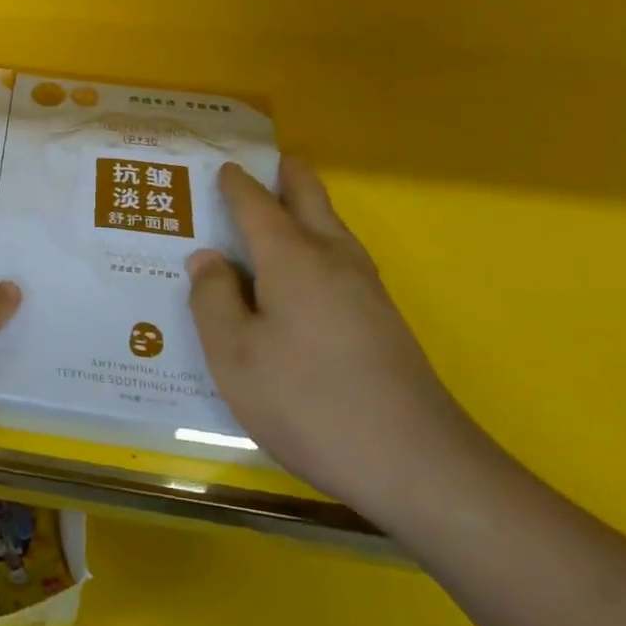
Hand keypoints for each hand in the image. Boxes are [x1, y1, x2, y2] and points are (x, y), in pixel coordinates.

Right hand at [188, 160, 483, 523]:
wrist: (419, 465)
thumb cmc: (309, 402)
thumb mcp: (234, 355)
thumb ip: (212, 299)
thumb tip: (207, 258)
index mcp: (291, 258)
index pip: (257, 204)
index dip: (237, 184)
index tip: (221, 167)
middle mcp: (332, 259)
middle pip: (311, 198)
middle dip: (288, 174)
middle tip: (266, 160)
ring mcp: (366, 289)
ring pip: (333, 226)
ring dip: (308, 205)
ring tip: (282, 205)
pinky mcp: (384, 319)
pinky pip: (342, 257)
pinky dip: (319, 241)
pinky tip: (307, 271)